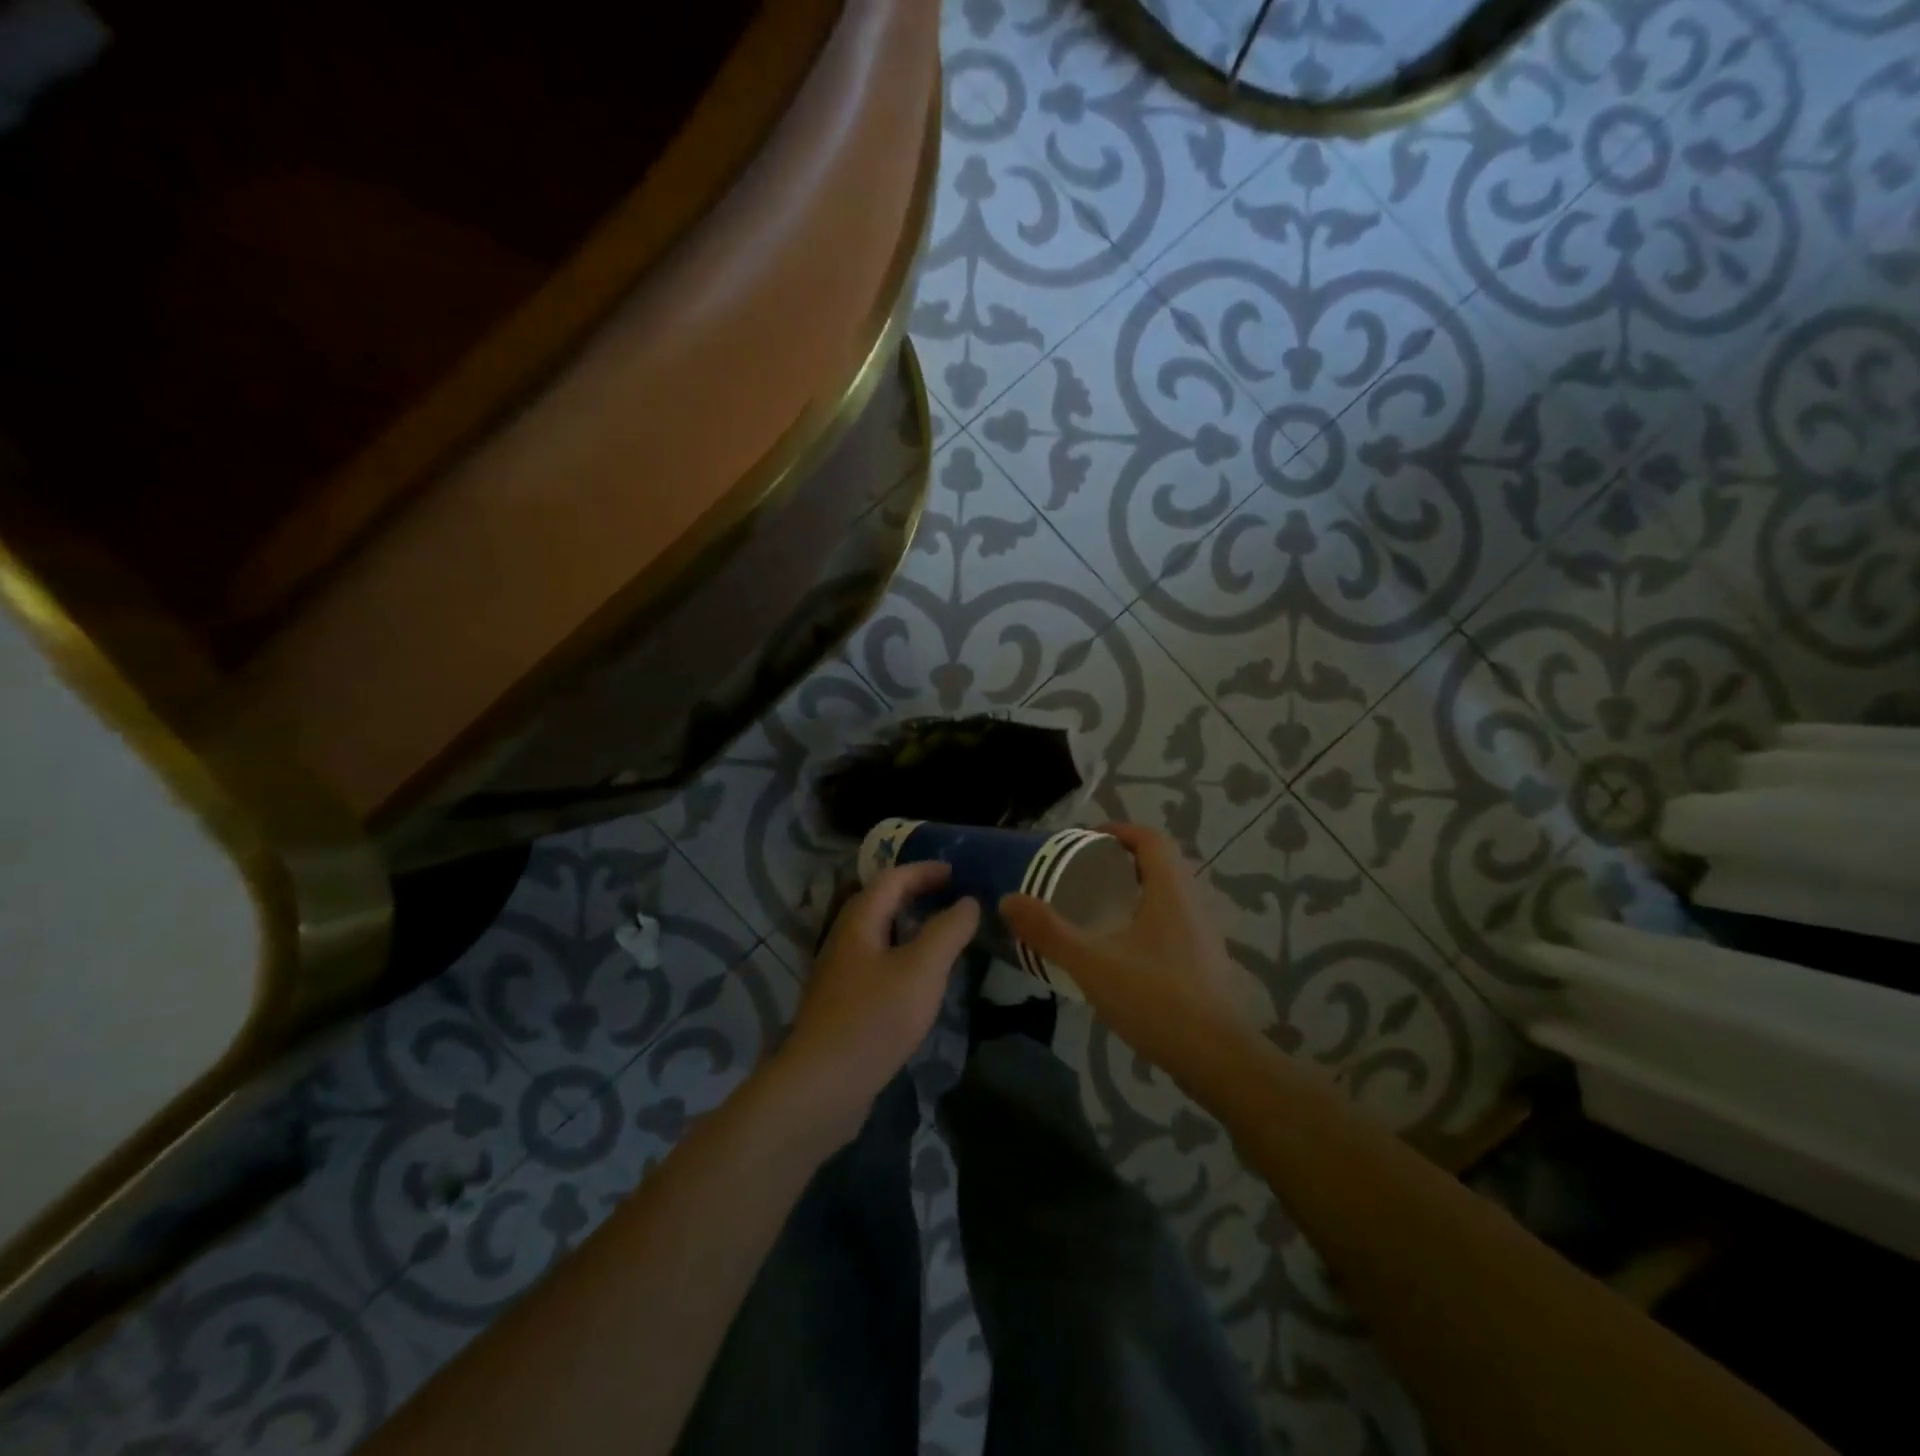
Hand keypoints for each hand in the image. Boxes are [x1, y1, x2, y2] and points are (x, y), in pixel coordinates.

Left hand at [775, 863, 979, 1137]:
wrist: (823, 1085)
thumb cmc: (876, 1018)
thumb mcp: (922, 970)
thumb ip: (948, 931)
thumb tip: (969, 902)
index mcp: (859, 922)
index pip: (891, 879)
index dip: (923, 870)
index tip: (956, 871)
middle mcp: (844, 940)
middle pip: (879, 902)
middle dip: (914, 893)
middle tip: (950, 896)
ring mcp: (839, 974)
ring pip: (877, 935)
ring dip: (907, 925)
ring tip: (940, 933)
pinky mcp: (842, 1005)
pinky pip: (876, 963)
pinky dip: (901, 955)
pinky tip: (918, 979)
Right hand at [1001, 823, 1254, 1088]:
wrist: (1218, 1060)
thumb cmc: (1156, 1000)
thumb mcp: (1092, 964)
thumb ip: (1049, 932)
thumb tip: (1008, 900)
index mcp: (1171, 890)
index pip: (1151, 838)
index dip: (1118, 831)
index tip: (1085, 840)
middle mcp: (1193, 903)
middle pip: (1160, 864)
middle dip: (1121, 861)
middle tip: (1083, 874)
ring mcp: (1203, 935)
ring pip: (1168, 895)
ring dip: (1135, 891)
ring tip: (1096, 910)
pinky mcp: (1204, 963)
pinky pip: (1173, 923)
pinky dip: (1145, 921)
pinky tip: (1121, 951)